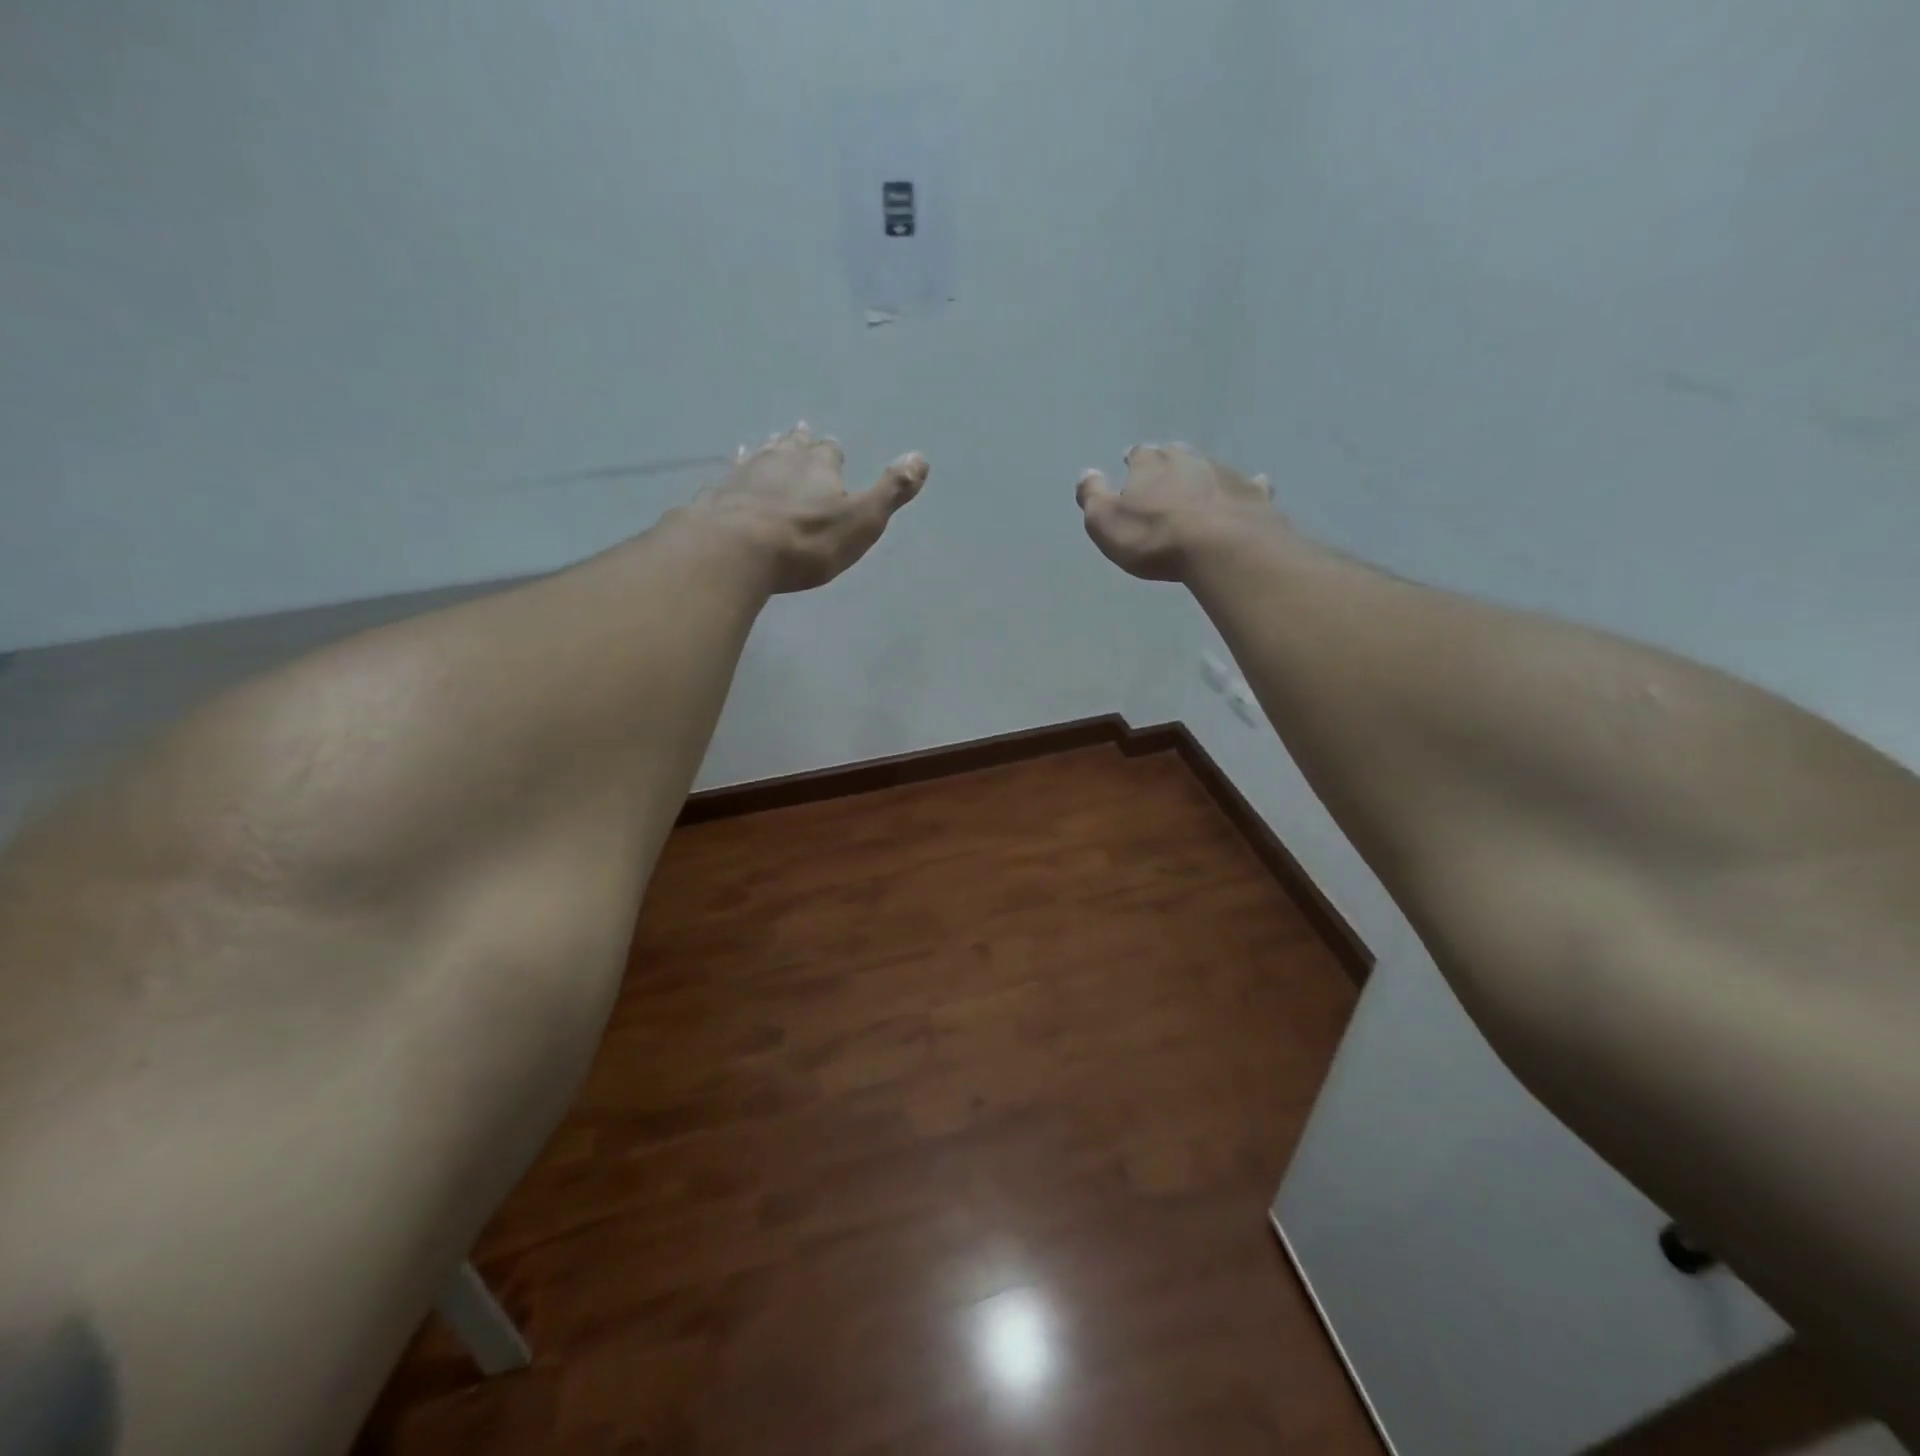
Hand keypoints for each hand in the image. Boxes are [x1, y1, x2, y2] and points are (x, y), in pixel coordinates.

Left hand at [690, 424, 928, 593]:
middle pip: (793, 444)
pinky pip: (730, 476)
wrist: (735, 549)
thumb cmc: (807, 541)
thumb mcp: (862, 521)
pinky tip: (731, 477)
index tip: (834, 455)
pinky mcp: (716, 492)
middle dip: (800, 444)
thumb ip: (891, 491)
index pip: (830, 451)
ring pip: (760, 454)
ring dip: (768, 452)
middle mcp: (781, 458)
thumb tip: (921, 457)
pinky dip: (737, 475)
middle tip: (801, 438)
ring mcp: (744, 472)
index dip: (833, 454)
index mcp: (819, 465)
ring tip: (769, 447)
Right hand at [1075, 444, 1276, 580]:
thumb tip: (1086, 472)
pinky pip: (1249, 485)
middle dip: (1168, 463)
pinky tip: (1250, 489)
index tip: (1130, 465)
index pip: (1138, 455)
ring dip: (1202, 476)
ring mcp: (1224, 473)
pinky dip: (1246, 487)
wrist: (1223, 548)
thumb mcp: (1106, 522)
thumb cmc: (1155, 539)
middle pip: (1174, 454)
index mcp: (1149, 465)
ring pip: (1210, 467)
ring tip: (1199, 489)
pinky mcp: (1254, 493)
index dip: (1133, 461)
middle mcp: (1187, 460)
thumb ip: (1092, 496)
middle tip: (1164, 476)